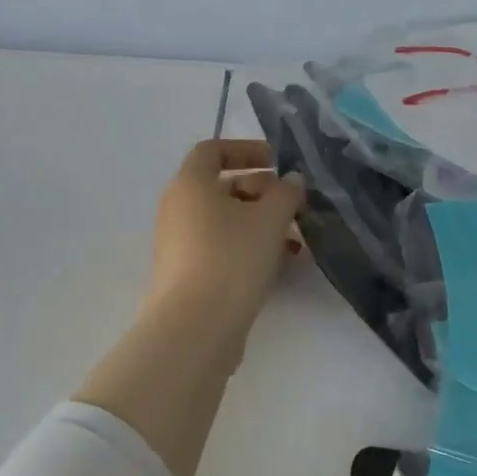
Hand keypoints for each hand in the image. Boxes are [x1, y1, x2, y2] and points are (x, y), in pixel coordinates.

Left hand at [145, 139, 303, 337]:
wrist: (196, 325)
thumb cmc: (232, 258)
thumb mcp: (270, 219)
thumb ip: (286, 193)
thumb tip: (291, 180)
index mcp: (190, 184)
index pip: (212, 150)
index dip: (246, 150)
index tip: (277, 162)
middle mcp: (178, 208)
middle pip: (222, 187)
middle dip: (263, 192)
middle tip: (294, 206)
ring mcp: (180, 243)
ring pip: (226, 221)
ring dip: (262, 224)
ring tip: (297, 241)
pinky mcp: (188, 273)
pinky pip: (222, 248)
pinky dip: (250, 248)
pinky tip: (283, 266)